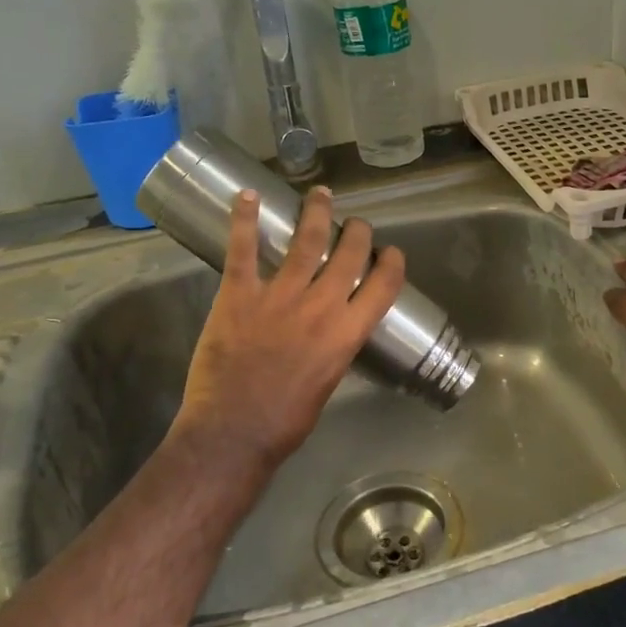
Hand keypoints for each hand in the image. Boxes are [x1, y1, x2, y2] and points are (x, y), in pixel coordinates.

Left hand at [176, 186, 406, 470]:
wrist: (233, 432)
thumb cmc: (285, 421)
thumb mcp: (328, 383)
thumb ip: (334, 349)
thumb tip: (332, 332)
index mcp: (347, 333)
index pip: (383, 285)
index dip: (392, 262)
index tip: (391, 252)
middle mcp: (320, 306)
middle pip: (349, 254)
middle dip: (358, 231)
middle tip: (356, 223)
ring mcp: (279, 296)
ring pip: (305, 241)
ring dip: (315, 212)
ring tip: (319, 194)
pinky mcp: (239, 294)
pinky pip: (243, 249)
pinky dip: (244, 219)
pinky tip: (248, 194)